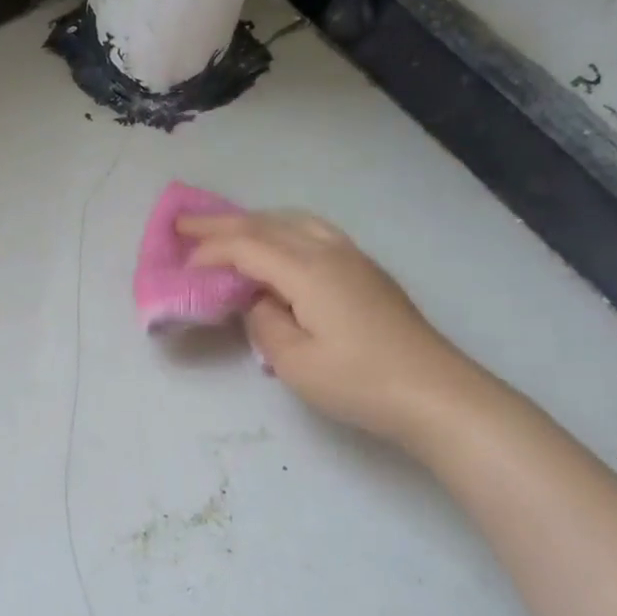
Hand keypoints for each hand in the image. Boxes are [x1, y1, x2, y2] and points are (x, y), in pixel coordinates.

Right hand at [178, 210, 486, 444]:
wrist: (436, 394)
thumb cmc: (360, 382)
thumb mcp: (295, 362)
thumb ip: (263, 323)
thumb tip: (256, 301)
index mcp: (308, 270)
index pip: (246, 247)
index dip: (208, 252)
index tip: (179, 268)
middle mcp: (330, 251)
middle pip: (267, 224)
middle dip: (221, 223)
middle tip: (183, 223)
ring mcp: (353, 257)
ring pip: (293, 221)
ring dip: (255, 221)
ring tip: (227, 230)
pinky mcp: (366, 271)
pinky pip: (313, 231)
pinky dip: (281, 229)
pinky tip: (277, 246)